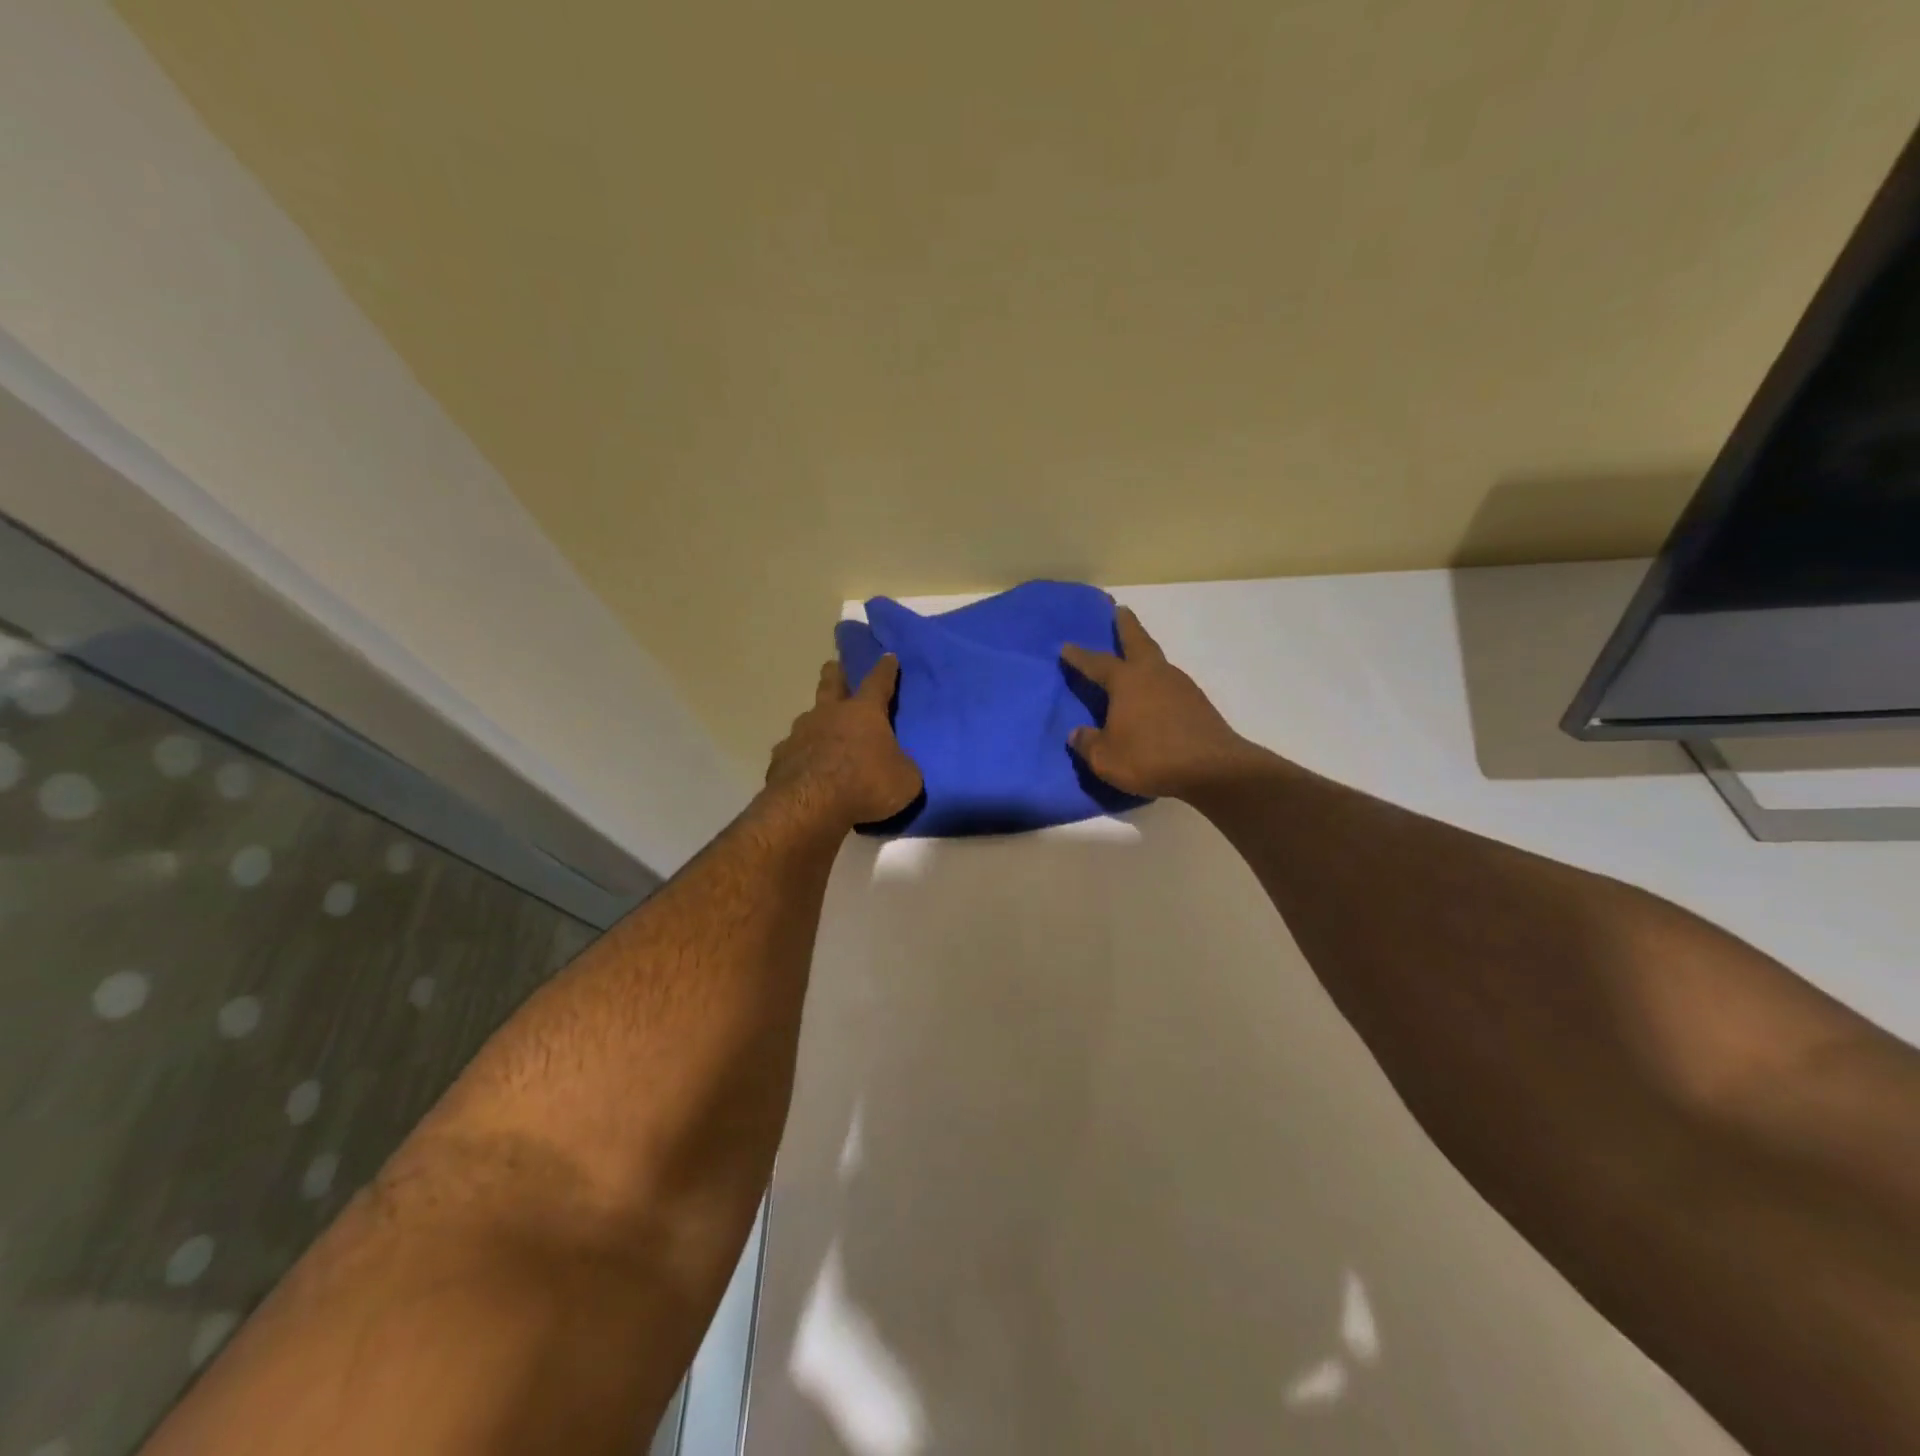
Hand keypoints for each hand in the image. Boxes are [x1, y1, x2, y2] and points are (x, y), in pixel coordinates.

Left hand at [764, 655, 922, 829]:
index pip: (878, 682)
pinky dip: (800, 754)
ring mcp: (800, 733)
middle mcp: (829, 714)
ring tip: (820, 729)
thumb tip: (898, 765)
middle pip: (831, 684)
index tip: (888, 656)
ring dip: (816, 719)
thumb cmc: (866, 785)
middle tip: (834, 666)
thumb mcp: (905, 779)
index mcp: (864, 712)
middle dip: (835, 673)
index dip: (885, 669)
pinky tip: (803, 766)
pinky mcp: (780, 758)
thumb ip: (902, 766)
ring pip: (808, 717)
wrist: (811, 806)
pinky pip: (793, 750)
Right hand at [1060, 607, 1255, 799]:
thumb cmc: (1151, 758)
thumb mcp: (1106, 758)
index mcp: (1127, 681)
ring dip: (1145, 653)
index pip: (1097, 663)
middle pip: (1138, 641)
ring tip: (1135, 656)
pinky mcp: (1198, 703)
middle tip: (1120, 610)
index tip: (1066, 646)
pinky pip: (1170, 684)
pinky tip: (1155, 694)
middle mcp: (1154, 674)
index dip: (1080, 656)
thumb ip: (1087, 743)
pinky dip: (1158, 681)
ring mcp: (1180, 686)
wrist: (1212, 769)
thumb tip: (1077, 733)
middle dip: (1127, 625)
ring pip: (1157, 661)